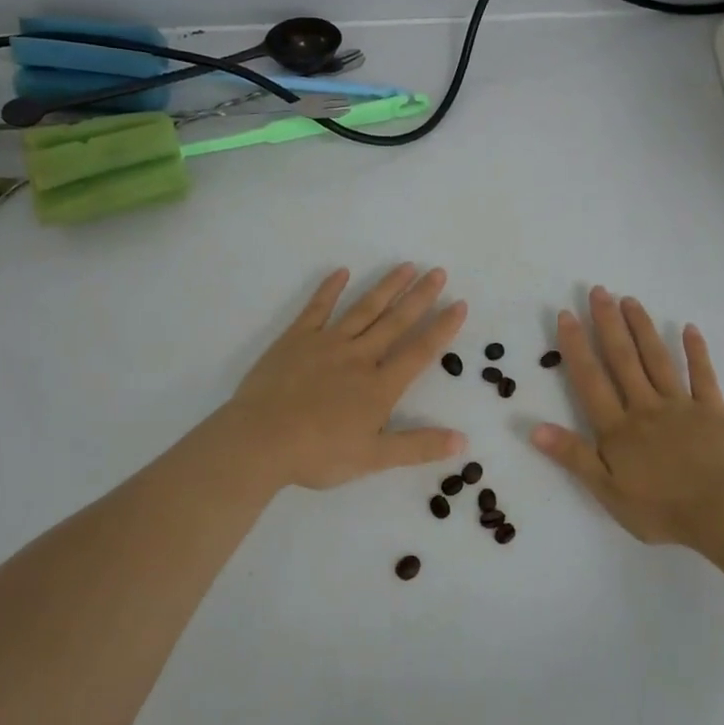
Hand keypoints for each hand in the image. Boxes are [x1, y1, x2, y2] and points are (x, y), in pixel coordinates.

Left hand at [221, 265, 467, 490]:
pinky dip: (330, 289)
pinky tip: (342, 272)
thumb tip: (463, 442)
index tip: (459, 304)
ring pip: (363, 309)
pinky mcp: (295, 339)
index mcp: (379, 386)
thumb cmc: (318, 454)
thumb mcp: (373, 458)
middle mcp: (359, 357)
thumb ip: (418, 446)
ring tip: (406, 266)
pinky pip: (317, 308)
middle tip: (438, 271)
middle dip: (420, 296)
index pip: (419, 351)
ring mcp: (326, 343)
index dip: (442, 328)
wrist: (260, 441)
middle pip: (395, 321)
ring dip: (387, 287)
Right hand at [531, 287, 723, 546]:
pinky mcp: (713, 410)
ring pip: (657, 359)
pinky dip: (696, 351)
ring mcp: (680, 405)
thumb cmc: (660, 508)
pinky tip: (689, 328)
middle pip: (623, 359)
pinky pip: (703, 375)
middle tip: (598, 290)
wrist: (722, 514)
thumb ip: (573, 456)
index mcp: (618, 428)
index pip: (590, 380)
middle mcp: (645, 406)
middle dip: (608, 323)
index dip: (576, 346)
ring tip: (630, 300)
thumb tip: (534, 428)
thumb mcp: (607, 490)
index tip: (566, 315)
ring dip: (642, 328)